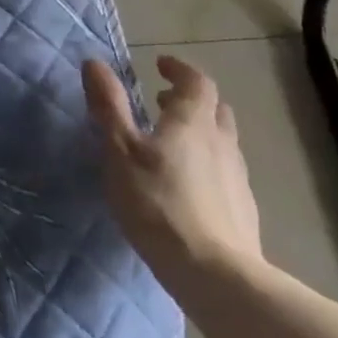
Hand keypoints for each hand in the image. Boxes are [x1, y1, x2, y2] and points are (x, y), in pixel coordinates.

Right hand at [83, 56, 263, 289]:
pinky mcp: (243, 211)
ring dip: (199, 132)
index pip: (196, 82)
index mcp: (192, 122)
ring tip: (169, 144)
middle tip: (162, 103)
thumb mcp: (119, 150)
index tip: (159, 65)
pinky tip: (186, 186)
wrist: (215, 275)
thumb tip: (94, 62)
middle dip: (190, 100)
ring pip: (222, 142)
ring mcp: (237, 179)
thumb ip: (108, 105)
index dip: (179, 69)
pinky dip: (206, 164)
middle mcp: (221, 143)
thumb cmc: (158, 203)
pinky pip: (225, 172)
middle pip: (215, 110)